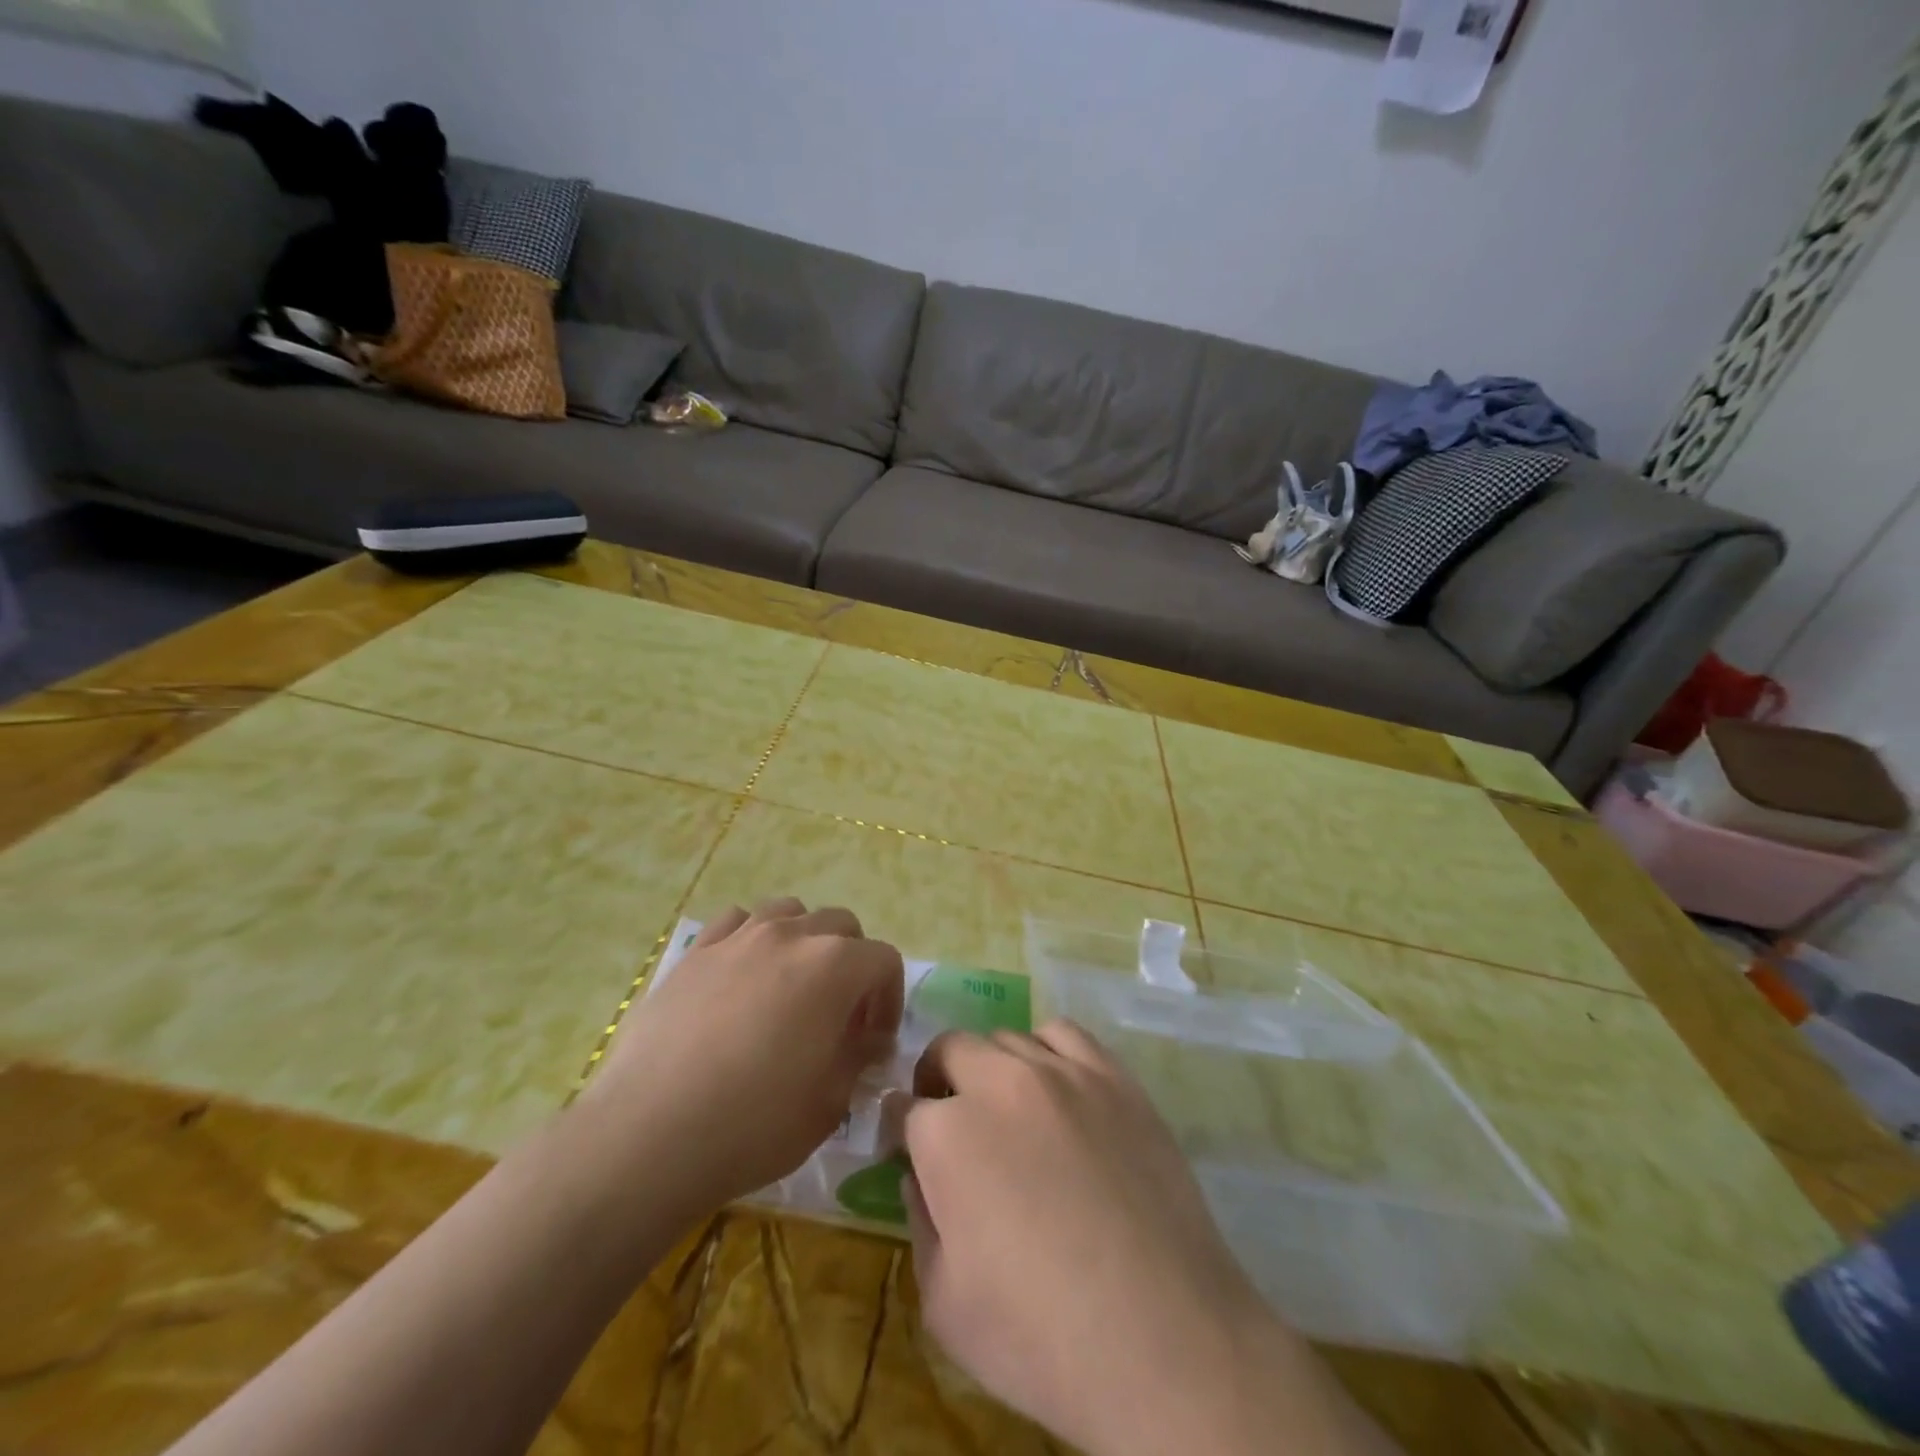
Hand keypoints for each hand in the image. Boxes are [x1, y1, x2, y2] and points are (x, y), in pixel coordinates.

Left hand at [582, 899, 903, 1212]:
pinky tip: (741, 977)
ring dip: (803, 941)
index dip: (889, 999)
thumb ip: (857, 1057)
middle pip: (841, 926)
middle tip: (838, 1014)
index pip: (884, 960)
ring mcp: (738, 937)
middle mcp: (791, 935)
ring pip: (789, 912)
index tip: (874, 1041)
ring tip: (790, 986)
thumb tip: (866, 1039)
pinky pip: (736, 922)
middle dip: (852, 964)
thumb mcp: (830, 1102)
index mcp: (834, 966)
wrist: (651, 1134)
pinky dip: (751, 938)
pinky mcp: (695, 951)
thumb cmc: (755, 1123)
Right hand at [903, 1021, 1292, 1455]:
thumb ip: (920, 1223)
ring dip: (992, 1066)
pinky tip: (1057, 1089)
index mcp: (947, 1134)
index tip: (909, 1151)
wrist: (1163, 1338)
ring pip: (1006, 1039)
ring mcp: (1062, 1073)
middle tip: (952, 1124)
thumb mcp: (944, 1303)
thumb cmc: (1041, 1336)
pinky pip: (1065, 1035)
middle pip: (951, 1050)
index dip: (901, 1131)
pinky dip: (1047, 1051)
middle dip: (939, 1082)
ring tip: (1007, 1108)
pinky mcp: (1113, 1077)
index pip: (904, 1108)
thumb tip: (919, 1175)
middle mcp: (998, 1083)